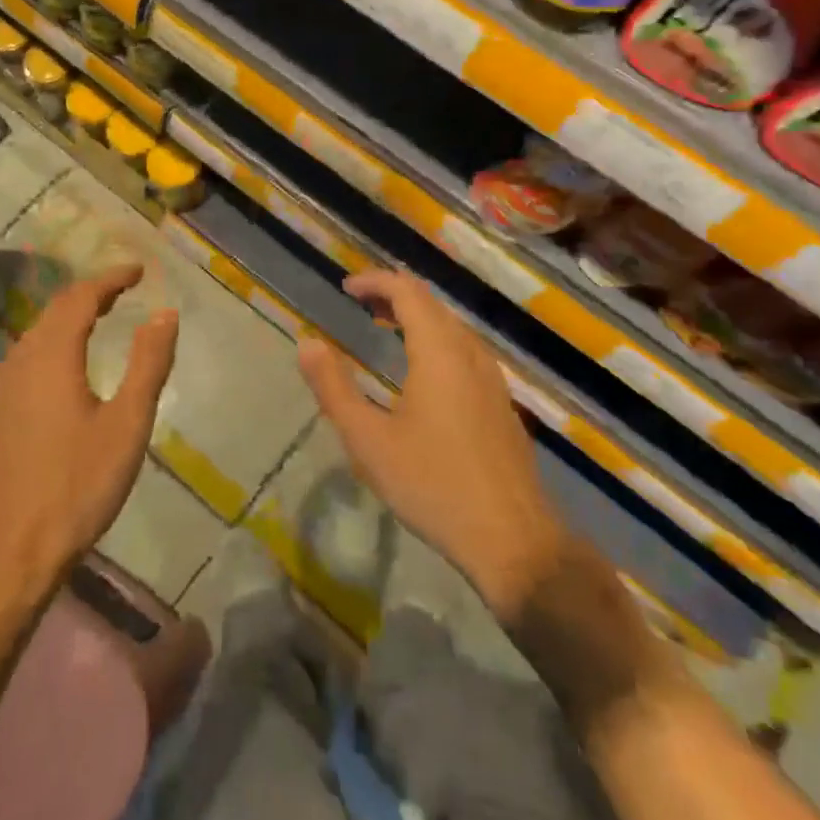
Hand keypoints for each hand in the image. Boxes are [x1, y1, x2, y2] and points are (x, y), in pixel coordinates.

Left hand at [0, 265, 179, 606]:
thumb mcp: (127, 424)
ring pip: (37, 333)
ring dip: (69, 316)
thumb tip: (164, 313)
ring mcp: (3, 389)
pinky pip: (27, 356)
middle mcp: (22, 362)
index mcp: (53, 357)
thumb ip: (148, 364)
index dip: (111, 279)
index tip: (139, 271)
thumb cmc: (77, 486)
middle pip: (55, 310)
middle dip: (91, 292)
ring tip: (100, 316)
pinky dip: (53, 340)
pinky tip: (65, 363)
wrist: (8, 553)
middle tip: (124, 288)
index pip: (81, 298)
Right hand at [297, 269, 566, 623]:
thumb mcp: (369, 440)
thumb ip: (334, 388)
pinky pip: (465, 349)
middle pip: (432, 303)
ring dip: (417, 317)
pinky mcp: (501, 402)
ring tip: (385, 328)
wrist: (512, 538)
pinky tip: (423, 372)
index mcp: (439, 352)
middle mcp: (470, 353)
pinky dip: (436, 339)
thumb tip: (307, 343)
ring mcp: (492, 377)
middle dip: (394, 294)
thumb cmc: (433, 485)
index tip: (346, 288)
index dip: (375, 281)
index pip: (408, 291)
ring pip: (452, 326)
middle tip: (361, 304)